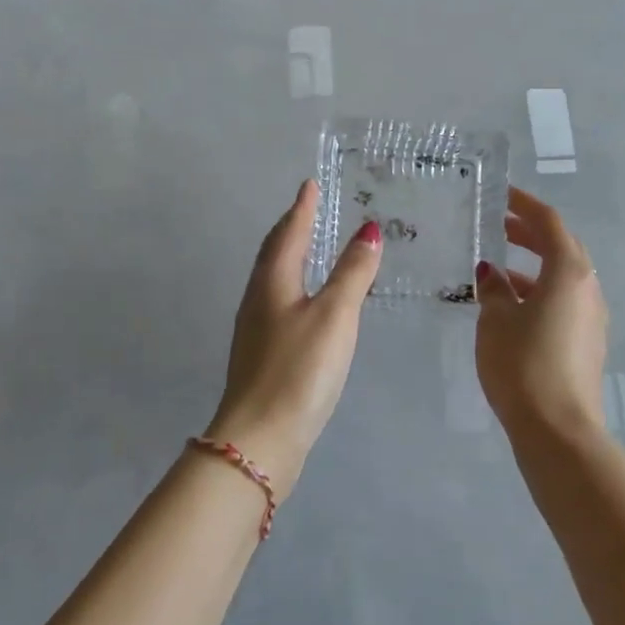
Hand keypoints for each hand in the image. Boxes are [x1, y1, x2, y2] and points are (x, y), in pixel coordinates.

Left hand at [205, 179, 381, 497]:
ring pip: (273, 280)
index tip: (310, 184)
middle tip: (308, 210)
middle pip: (274, 253)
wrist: (260, 440)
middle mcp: (258, 300)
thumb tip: (368, 230)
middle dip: (291, 228)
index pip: (289, 233)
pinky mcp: (261, 356)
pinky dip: (293, 288)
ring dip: (290, 257)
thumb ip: (353, 272)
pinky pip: (277, 304)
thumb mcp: (335, 315)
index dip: (302, 208)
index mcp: (273, 282)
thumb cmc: (299, 370)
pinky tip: (305, 305)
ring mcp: (255, 330)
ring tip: (308, 248)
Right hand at [475, 187, 608, 440]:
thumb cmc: (523, 365)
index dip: (524, 204)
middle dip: (530, 233)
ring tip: (498, 269)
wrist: (558, 430)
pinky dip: (539, 292)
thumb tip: (492, 274)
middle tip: (498, 225)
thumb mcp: (496, 321)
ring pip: (563, 277)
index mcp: (569, 272)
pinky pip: (564, 301)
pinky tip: (512, 307)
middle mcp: (588, 288)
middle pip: (561, 247)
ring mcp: (592, 317)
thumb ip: (493, 290)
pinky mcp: (588, 342)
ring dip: (534, 266)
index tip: (501, 194)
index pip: (548, 223)